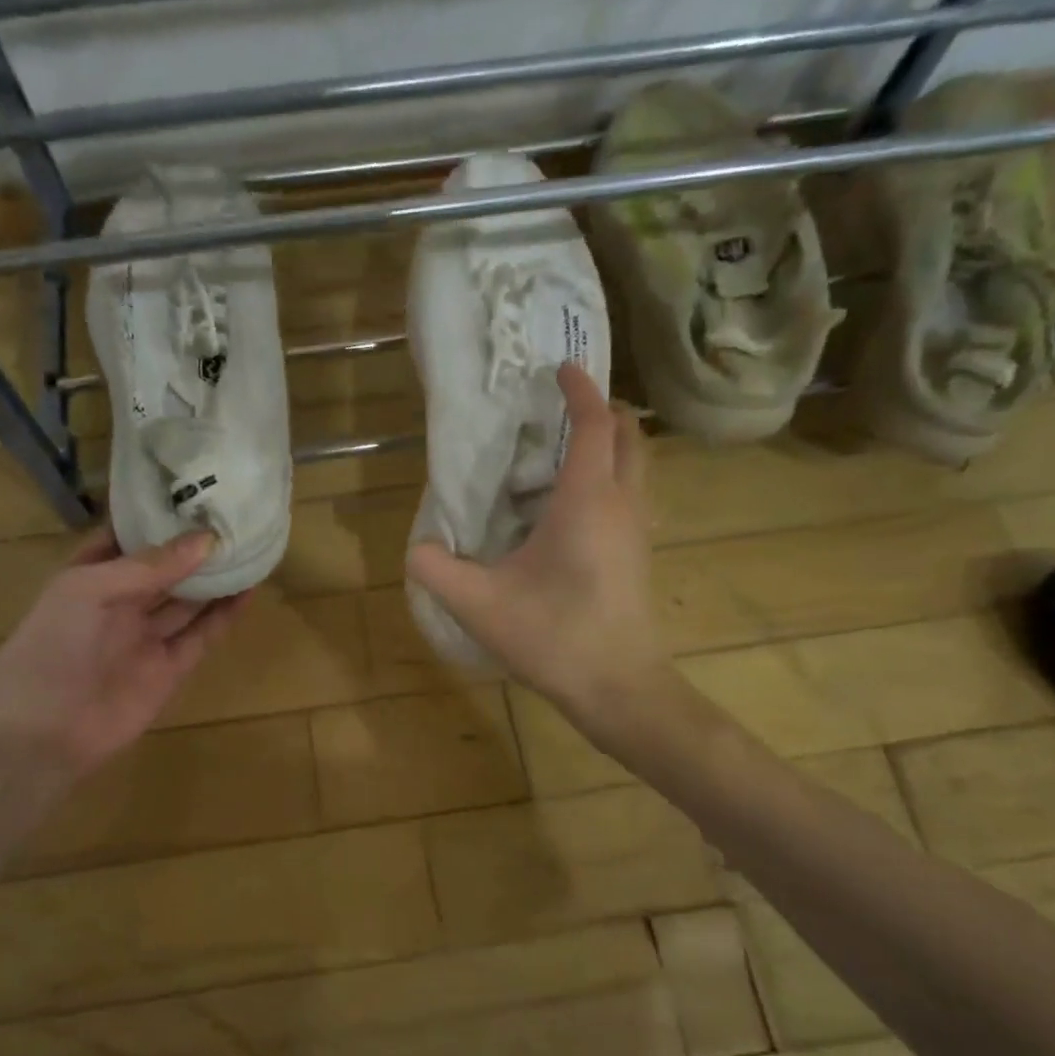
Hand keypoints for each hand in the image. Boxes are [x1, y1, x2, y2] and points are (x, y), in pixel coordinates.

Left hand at [0, 530, 246, 785]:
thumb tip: (206, 540)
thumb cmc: (53, 647)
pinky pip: (201, 636)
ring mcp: (145, 637)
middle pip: (163, 569)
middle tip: (232, 517)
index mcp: (89, 578)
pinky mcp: (170, 669)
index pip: (126, 538)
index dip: (155, 518)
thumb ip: (149, 566)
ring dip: (215, 578)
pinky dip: (224, 615)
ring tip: (249, 547)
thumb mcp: (89, 590)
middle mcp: (119, 604)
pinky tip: (248, 588)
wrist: (43, 733)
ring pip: (187, 601)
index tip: (192, 492)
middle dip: (192, 547)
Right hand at [407, 362, 661, 718]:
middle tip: (565, 406)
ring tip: (566, 451)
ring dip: (611, 446)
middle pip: (629, 437)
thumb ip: (437, 571)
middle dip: (603, 411)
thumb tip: (415, 550)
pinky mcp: (639, 556)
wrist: (619, 688)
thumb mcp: (479, 605)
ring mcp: (638, 531)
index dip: (579, 390)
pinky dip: (611, 479)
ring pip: (636, 468)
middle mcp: (622, 505)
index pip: (593, 425)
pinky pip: (632, 497)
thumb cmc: (554, 636)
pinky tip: (572, 508)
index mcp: (587, 501)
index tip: (561, 367)